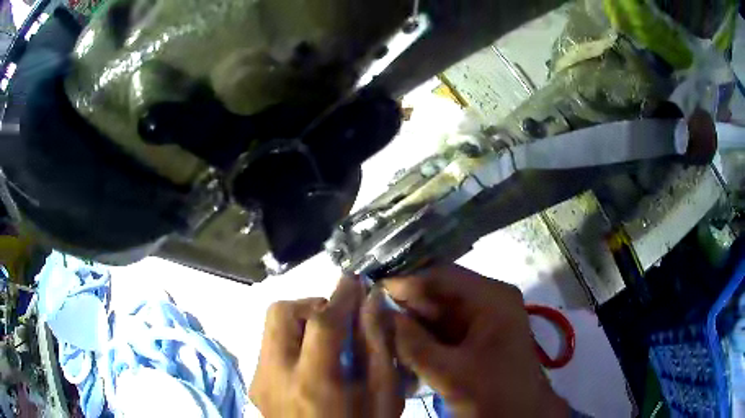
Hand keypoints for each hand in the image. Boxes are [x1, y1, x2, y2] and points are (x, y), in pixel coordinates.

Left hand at [249, 278, 403, 417]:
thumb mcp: (384, 397)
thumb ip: (379, 348)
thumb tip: (371, 303)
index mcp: (314, 384)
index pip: (323, 322)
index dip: (341, 295)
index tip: (354, 280)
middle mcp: (275, 376)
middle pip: (281, 313)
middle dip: (313, 305)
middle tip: (338, 320)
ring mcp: (259, 380)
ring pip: (271, 326)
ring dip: (301, 322)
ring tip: (326, 342)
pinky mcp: (255, 384)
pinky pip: (270, 346)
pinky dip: (292, 341)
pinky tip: (312, 362)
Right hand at [385, 265, 568, 417]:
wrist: (522, 416)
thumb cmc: (495, 394)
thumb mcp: (452, 373)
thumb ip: (413, 344)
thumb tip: (380, 315)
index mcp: (491, 299)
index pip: (442, 277)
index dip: (406, 284)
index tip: (371, 294)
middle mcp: (488, 302)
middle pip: (438, 295)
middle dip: (406, 308)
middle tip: (369, 317)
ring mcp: (482, 321)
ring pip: (437, 315)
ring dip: (411, 325)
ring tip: (378, 332)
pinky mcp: (476, 339)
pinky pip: (443, 331)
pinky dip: (422, 340)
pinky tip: (399, 348)